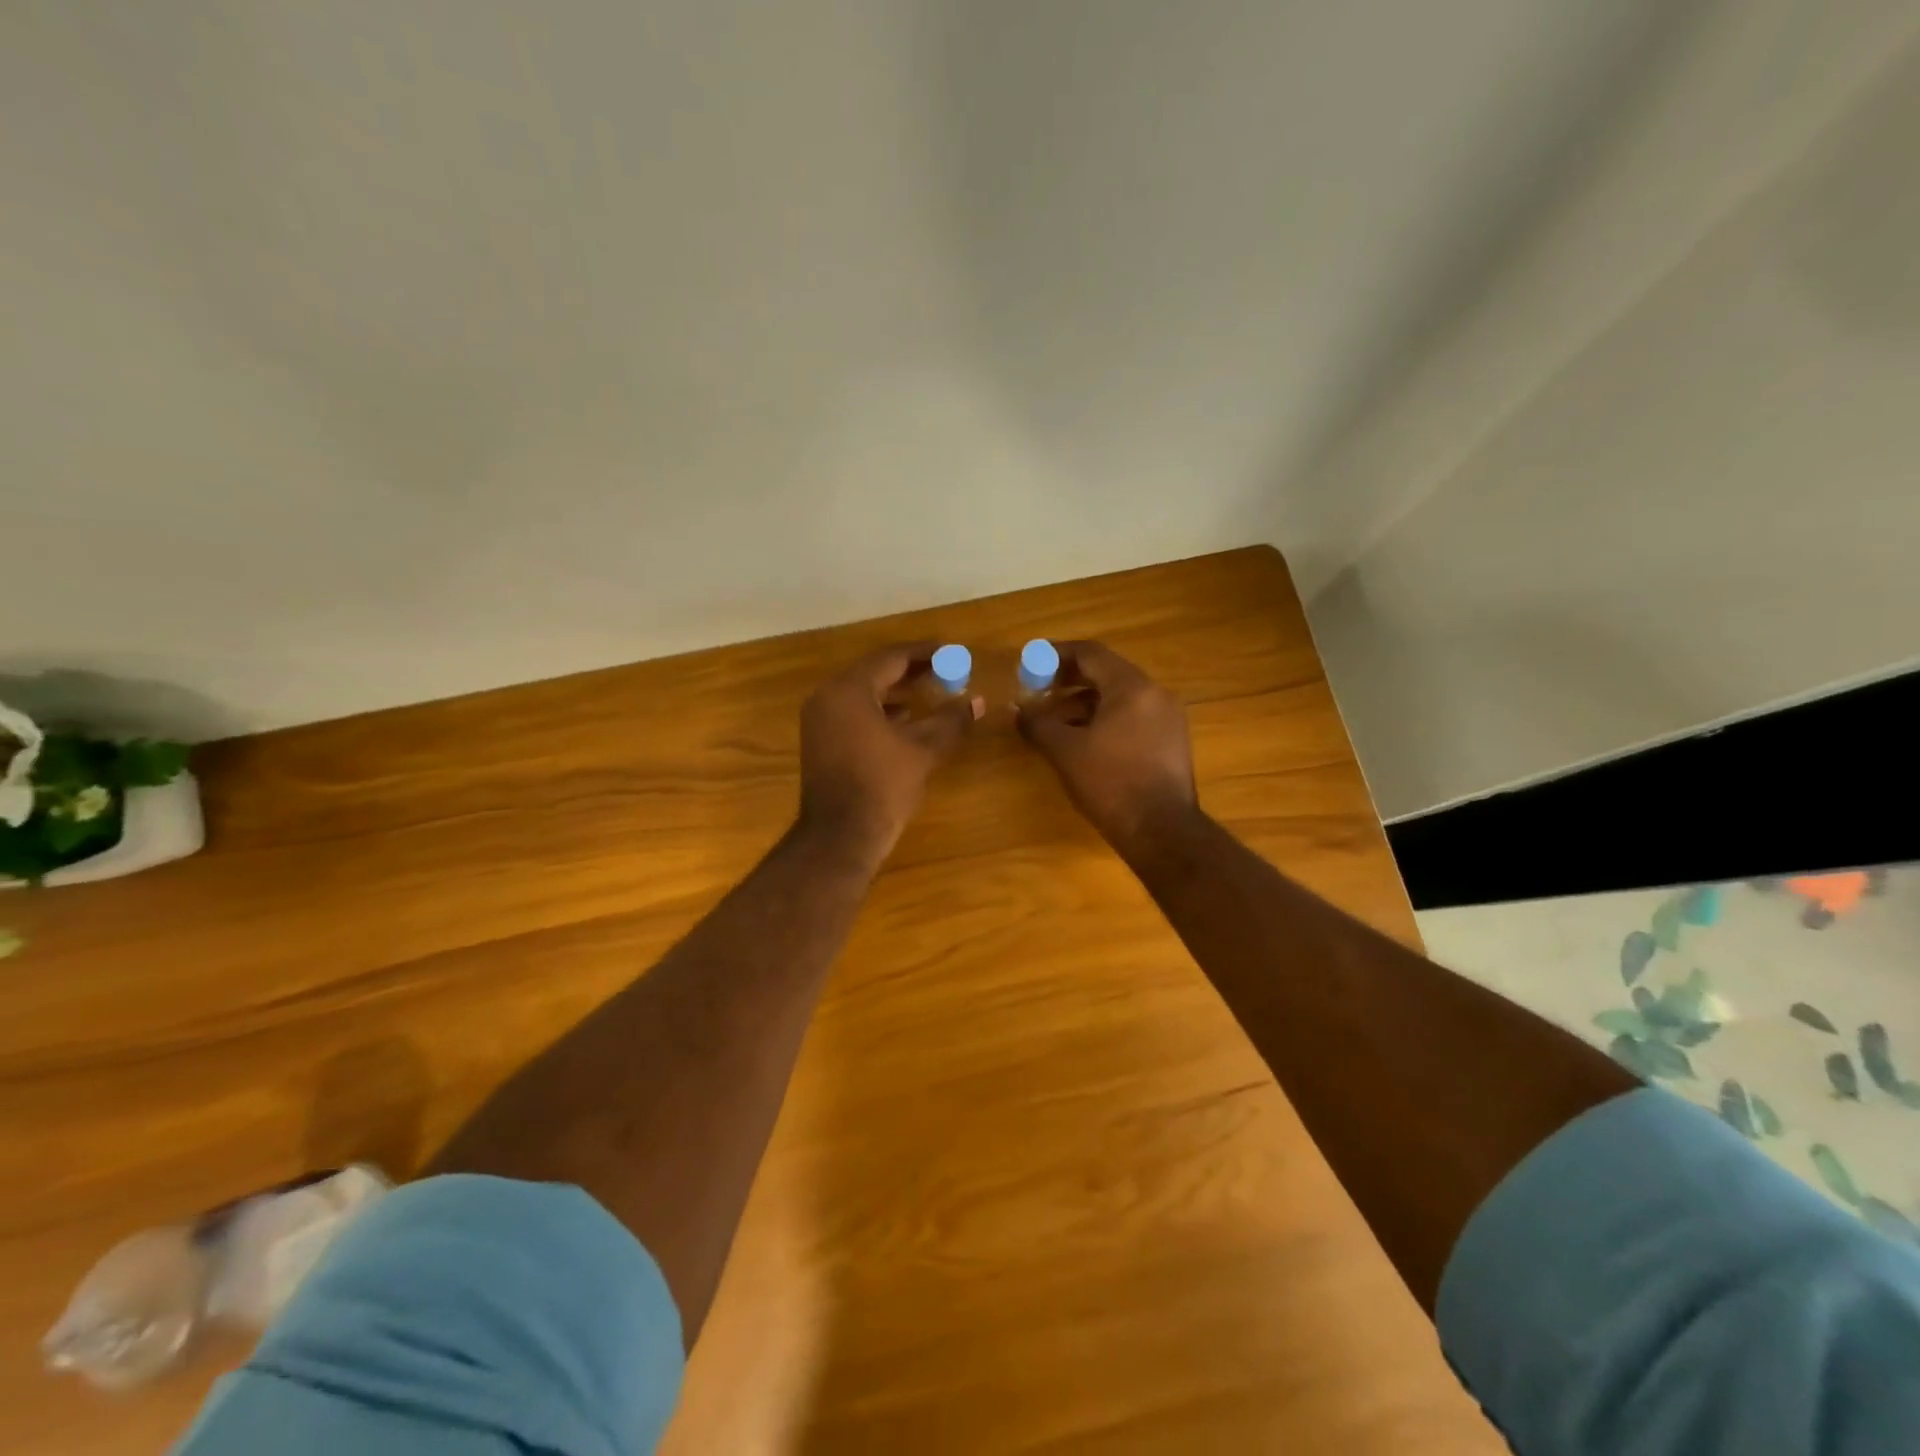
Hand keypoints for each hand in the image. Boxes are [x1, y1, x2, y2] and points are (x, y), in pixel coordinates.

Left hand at [798, 643, 981, 868]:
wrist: (840, 836)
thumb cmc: (883, 786)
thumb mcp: (923, 750)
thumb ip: (951, 721)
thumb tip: (977, 701)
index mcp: (850, 690)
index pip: (891, 657)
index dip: (925, 653)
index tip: (952, 651)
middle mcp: (828, 696)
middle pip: (874, 671)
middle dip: (910, 669)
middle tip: (944, 668)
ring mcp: (819, 719)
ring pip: (862, 691)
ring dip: (895, 689)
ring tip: (929, 691)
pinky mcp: (819, 739)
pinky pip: (852, 710)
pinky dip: (879, 709)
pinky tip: (904, 720)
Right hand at [1017, 641, 1198, 857]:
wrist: (1162, 831)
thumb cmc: (1111, 783)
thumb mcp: (1065, 751)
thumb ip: (1037, 724)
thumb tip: (1018, 709)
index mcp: (1132, 687)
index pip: (1090, 653)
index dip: (1056, 654)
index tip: (1030, 663)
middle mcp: (1155, 693)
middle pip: (1106, 672)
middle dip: (1068, 679)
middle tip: (1038, 690)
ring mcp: (1168, 718)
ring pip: (1119, 696)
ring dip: (1084, 702)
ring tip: (1053, 720)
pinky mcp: (1170, 741)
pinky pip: (1132, 716)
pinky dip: (1104, 719)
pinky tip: (1082, 739)